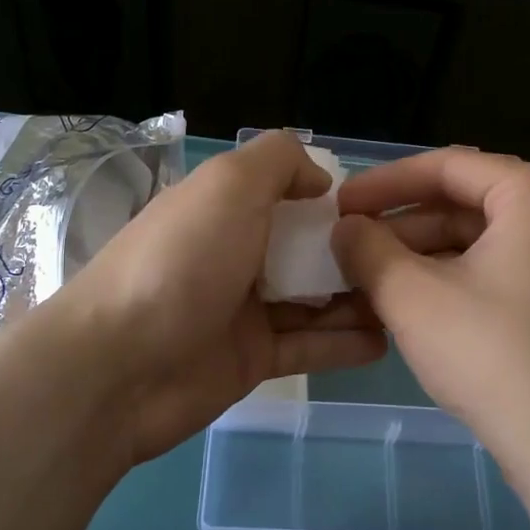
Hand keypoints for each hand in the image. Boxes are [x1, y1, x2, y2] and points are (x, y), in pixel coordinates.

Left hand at [63, 131, 386, 464]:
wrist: (120, 367)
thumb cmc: (180, 263)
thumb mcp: (228, 185)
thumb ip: (278, 162)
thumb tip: (319, 179)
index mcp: (225, 209)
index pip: (288, 195)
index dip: (332, 200)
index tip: (380, 211)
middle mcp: (235, 255)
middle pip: (306, 249)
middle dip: (355, 253)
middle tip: (409, 261)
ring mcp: (242, 311)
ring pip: (313, 300)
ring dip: (356, 299)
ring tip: (409, 301)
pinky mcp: (251, 361)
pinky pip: (307, 347)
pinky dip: (343, 343)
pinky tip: (384, 340)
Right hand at [332, 150, 529, 497]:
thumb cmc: (492, 356)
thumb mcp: (412, 296)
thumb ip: (368, 249)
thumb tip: (345, 228)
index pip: (446, 166)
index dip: (383, 183)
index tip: (340, 205)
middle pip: (463, 200)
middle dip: (401, 224)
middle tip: (349, 245)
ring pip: (477, 238)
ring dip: (420, 254)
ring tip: (368, 278)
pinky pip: (496, 267)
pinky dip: (450, 278)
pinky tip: (408, 302)